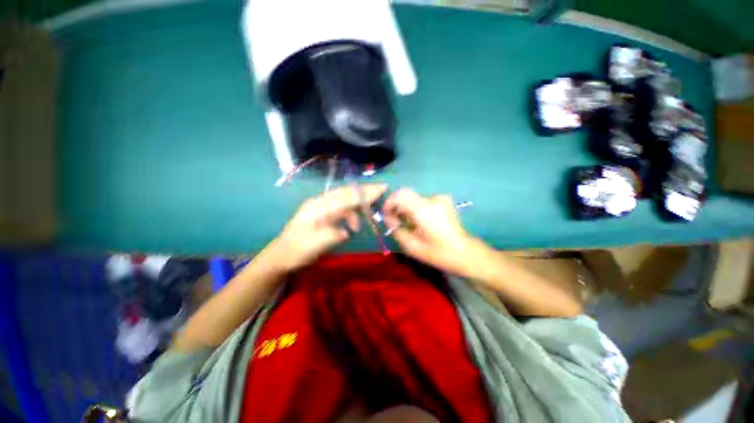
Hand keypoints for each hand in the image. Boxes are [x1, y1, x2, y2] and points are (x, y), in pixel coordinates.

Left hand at [265, 184, 386, 271]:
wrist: (281, 256)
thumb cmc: (296, 251)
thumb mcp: (313, 246)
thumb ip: (332, 236)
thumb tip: (347, 231)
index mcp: (317, 208)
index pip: (344, 198)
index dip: (363, 194)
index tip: (380, 190)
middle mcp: (320, 203)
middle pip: (345, 192)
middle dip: (364, 190)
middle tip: (381, 188)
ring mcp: (321, 207)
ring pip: (344, 199)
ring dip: (358, 204)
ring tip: (367, 216)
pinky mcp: (322, 214)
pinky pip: (341, 207)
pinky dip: (351, 213)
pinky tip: (353, 224)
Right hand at [383, 188, 482, 276]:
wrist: (465, 253)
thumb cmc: (438, 253)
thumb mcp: (412, 247)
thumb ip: (397, 230)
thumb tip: (388, 219)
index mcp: (425, 210)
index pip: (401, 195)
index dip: (389, 202)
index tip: (386, 214)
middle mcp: (433, 200)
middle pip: (406, 194)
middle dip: (396, 205)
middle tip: (394, 220)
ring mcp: (440, 199)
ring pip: (414, 198)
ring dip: (406, 207)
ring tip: (407, 223)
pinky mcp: (444, 201)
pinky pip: (423, 201)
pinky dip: (415, 208)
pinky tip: (418, 221)